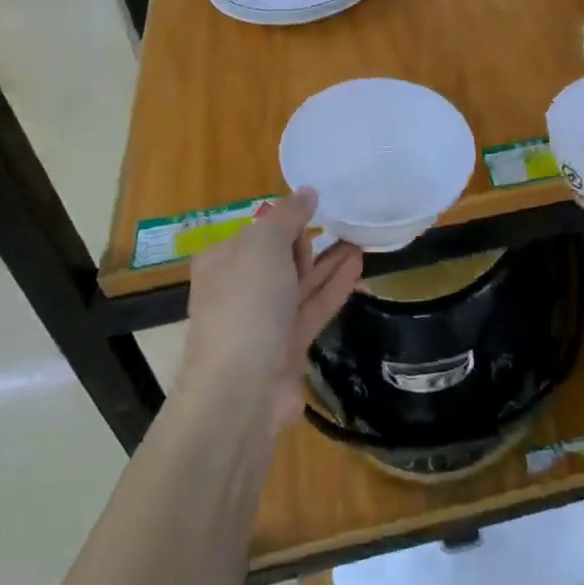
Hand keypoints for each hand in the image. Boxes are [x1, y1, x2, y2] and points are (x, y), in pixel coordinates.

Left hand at [179, 190, 363, 434]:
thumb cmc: (246, 305)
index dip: (287, 221)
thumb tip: (307, 192)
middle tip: (346, 224)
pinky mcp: (285, 346)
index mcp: (222, 261)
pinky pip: (312, 308)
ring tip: (361, 239)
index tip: (318, 212)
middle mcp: (239, 289)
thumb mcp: (264, 245)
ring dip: (329, 262)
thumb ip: (288, 216)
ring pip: (300, 283)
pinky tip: (357, 266)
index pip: (258, 231)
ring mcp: (262, 321)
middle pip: (279, 257)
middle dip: (311, 242)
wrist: (240, 391)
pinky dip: (333, 287)